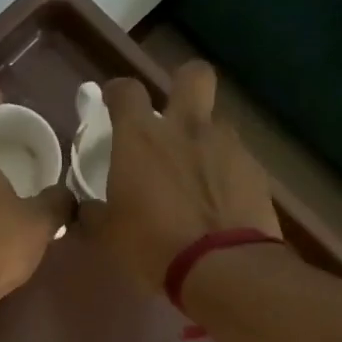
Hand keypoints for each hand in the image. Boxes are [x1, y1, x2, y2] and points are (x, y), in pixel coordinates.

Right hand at [79, 60, 279, 289]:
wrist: (222, 266)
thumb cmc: (152, 246)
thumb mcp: (108, 236)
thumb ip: (94, 213)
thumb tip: (86, 208)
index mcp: (141, 138)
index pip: (126, 91)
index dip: (117, 92)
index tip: (112, 102)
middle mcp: (186, 128)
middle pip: (192, 75)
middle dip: (181, 84)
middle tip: (172, 114)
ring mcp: (226, 145)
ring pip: (216, 122)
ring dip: (204, 138)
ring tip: (196, 174)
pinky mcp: (255, 169)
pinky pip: (236, 158)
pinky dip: (225, 172)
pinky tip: (219, 201)